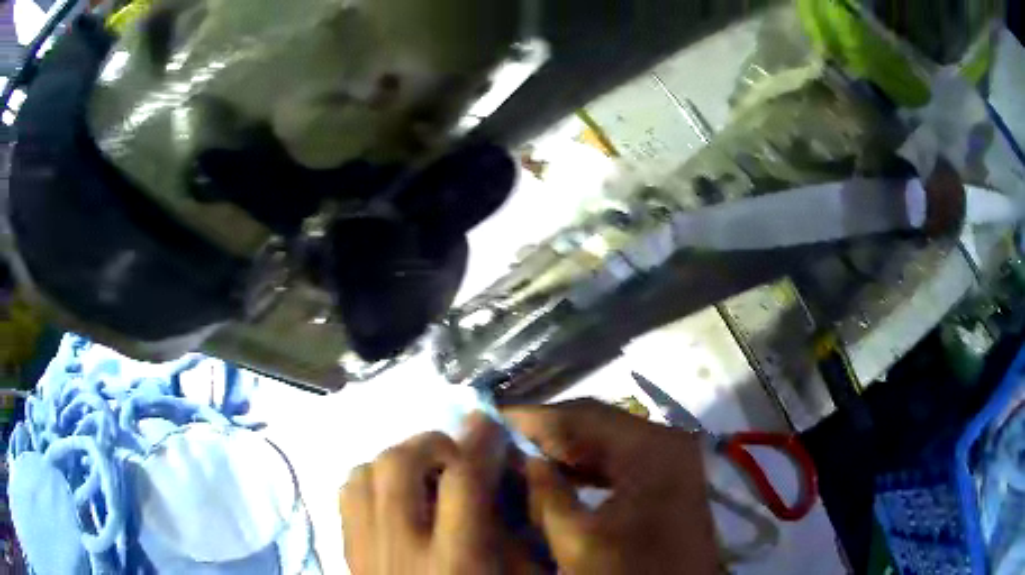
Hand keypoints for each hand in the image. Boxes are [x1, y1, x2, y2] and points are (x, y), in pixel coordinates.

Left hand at [339, 415, 532, 573]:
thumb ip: (518, 534)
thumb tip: (510, 481)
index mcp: (457, 560)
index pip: (463, 480)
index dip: (480, 442)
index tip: (489, 423)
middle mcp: (401, 548)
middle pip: (398, 464)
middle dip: (431, 443)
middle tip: (456, 454)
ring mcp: (365, 550)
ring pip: (363, 473)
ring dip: (397, 461)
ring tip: (424, 475)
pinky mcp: (348, 555)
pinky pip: (347, 496)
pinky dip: (370, 482)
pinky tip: (393, 498)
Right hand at [506, 400, 718, 574]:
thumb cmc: (631, 571)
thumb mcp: (577, 539)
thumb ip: (544, 493)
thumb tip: (517, 457)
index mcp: (650, 447)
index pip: (579, 416)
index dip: (530, 418)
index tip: (487, 422)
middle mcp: (666, 439)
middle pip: (595, 423)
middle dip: (545, 434)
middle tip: (499, 444)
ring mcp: (671, 456)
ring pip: (606, 441)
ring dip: (564, 450)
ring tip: (520, 460)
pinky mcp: (669, 475)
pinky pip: (620, 458)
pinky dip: (587, 466)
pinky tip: (558, 478)